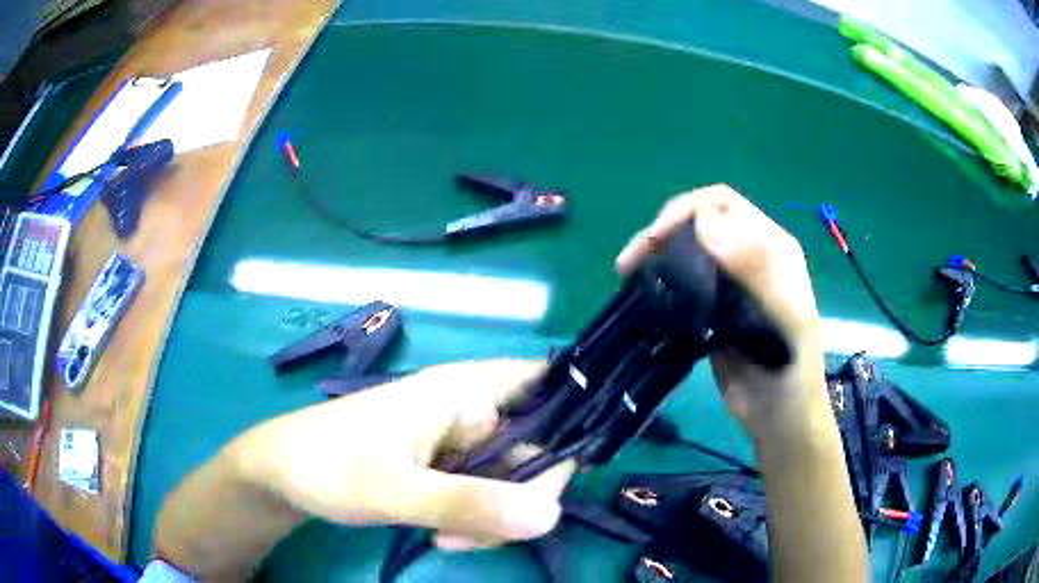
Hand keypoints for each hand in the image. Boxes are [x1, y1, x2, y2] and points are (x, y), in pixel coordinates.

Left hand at [231, 360, 574, 549]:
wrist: (282, 475)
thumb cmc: (326, 465)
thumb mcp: (393, 489)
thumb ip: (468, 502)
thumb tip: (551, 515)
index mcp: (462, 390)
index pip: (547, 386)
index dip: (572, 417)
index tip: (565, 473)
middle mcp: (470, 409)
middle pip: (537, 445)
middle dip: (522, 496)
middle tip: (481, 533)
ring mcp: (459, 442)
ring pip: (513, 478)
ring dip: (496, 515)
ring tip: (449, 538)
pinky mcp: (448, 468)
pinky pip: (488, 493)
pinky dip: (479, 520)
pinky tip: (446, 535)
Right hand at [616, 185, 828, 439]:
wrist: (779, 417)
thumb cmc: (792, 370)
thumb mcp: (786, 318)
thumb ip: (755, 270)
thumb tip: (704, 223)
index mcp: (772, 247)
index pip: (724, 204)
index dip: (687, 211)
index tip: (656, 238)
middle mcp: (749, 257)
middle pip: (699, 222)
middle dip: (662, 231)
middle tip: (630, 261)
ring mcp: (729, 284)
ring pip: (687, 251)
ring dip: (655, 255)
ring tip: (627, 275)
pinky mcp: (712, 309)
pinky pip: (682, 284)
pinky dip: (659, 282)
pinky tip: (641, 294)